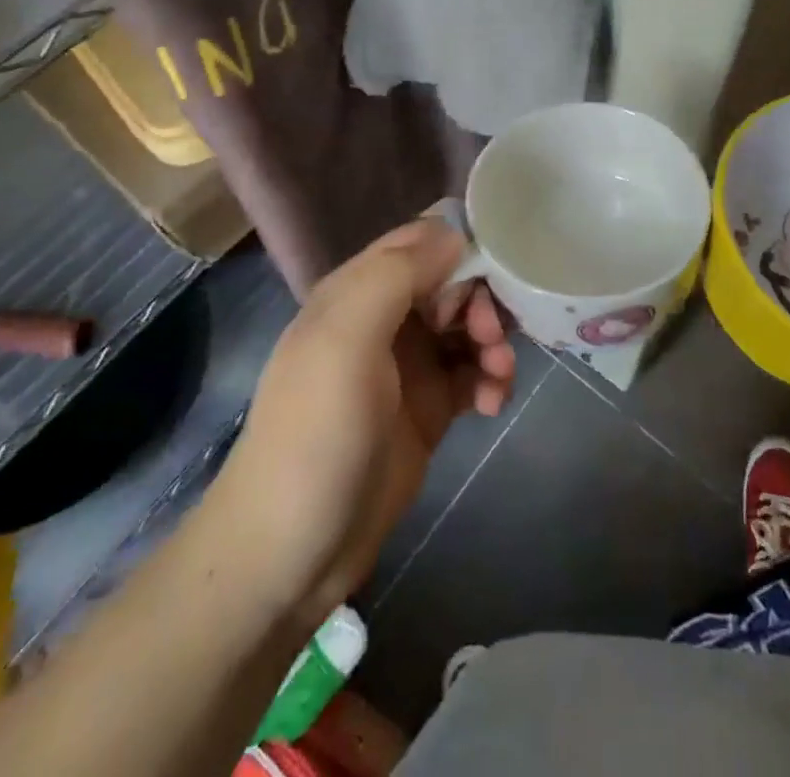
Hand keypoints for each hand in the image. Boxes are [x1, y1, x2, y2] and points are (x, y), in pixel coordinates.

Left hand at [205, 213, 514, 621]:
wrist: (291, 553)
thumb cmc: (316, 433)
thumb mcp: (345, 339)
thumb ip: (397, 275)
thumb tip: (455, 236)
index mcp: (358, 290)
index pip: (421, 240)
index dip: (461, 246)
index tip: (494, 271)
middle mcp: (385, 319)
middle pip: (453, 282)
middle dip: (482, 301)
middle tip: (491, 337)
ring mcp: (407, 367)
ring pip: (467, 328)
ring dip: (493, 342)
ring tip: (498, 377)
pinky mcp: (428, 410)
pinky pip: (472, 374)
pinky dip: (489, 380)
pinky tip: (492, 405)